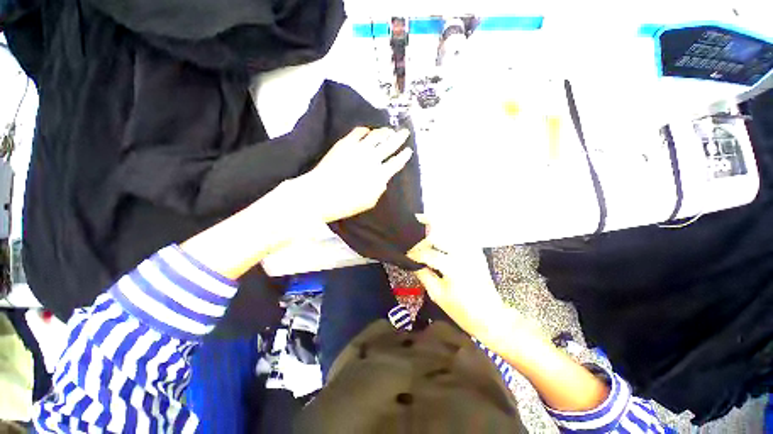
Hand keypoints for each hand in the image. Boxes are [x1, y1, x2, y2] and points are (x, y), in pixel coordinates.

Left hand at [295, 127, 412, 222]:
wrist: (320, 194)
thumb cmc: (346, 203)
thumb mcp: (369, 202)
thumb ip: (379, 189)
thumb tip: (383, 179)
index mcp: (379, 175)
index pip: (396, 163)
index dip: (404, 156)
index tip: (408, 150)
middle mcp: (372, 159)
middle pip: (390, 144)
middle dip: (399, 137)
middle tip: (404, 132)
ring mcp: (358, 149)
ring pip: (376, 135)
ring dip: (384, 132)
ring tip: (388, 130)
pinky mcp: (345, 143)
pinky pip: (358, 132)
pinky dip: (365, 130)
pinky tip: (368, 131)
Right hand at [408, 239, 513, 340]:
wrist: (491, 316)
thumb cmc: (462, 311)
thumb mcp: (437, 295)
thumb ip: (423, 275)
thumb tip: (413, 263)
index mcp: (454, 267)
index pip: (428, 253)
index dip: (415, 253)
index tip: (406, 255)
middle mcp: (464, 253)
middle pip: (439, 235)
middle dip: (424, 240)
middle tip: (414, 245)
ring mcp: (472, 250)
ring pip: (450, 231)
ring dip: (435, 231)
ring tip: (424, 234)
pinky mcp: (476, 251)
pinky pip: (459, 236)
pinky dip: (448, 234)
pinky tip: (440, 238)